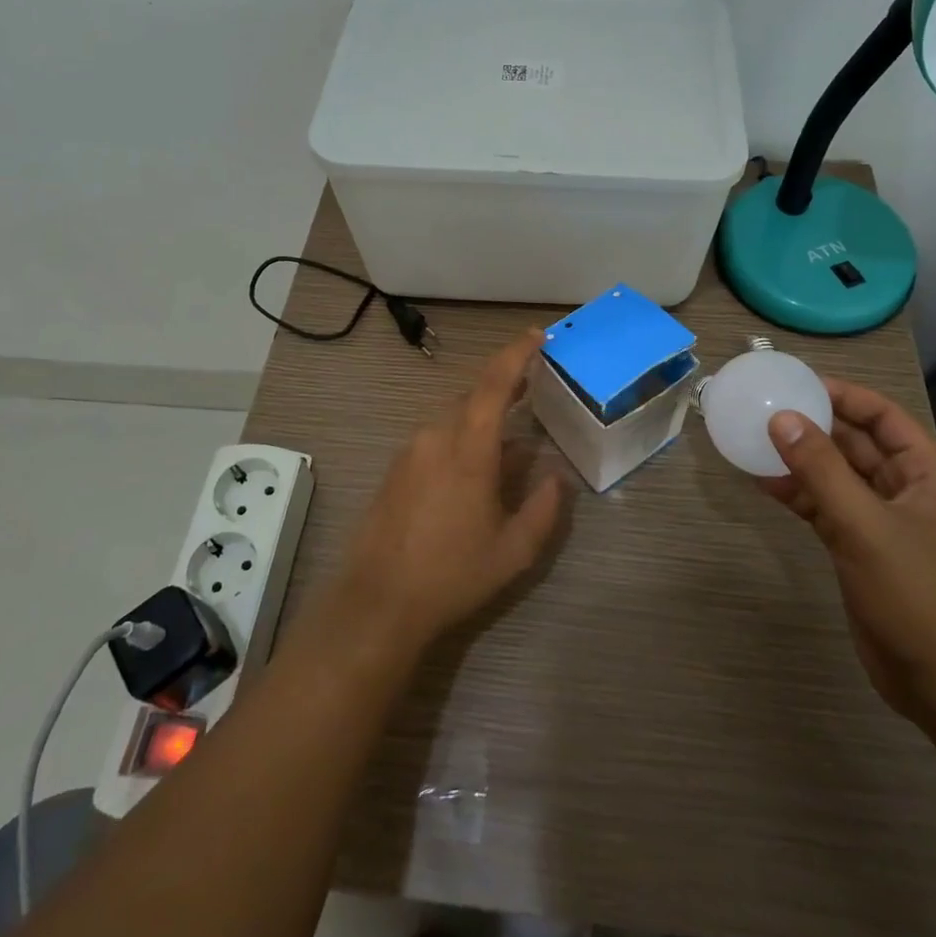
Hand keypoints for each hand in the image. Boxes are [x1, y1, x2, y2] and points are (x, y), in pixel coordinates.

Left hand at [337, 328, 566, 650]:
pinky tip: (472, 472)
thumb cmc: (452, 575)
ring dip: (481, 419)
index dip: (516, 354)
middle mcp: (435, 437)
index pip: (494, 384)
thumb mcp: (514, 551)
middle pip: (473, 397)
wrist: (377, 601)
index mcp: (468, 448)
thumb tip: (557, 476)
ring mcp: (410, 451)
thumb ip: (544, 508)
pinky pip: (435, 437)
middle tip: (531, 388)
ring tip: (507, 443)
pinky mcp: (395, 468)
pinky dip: (460, 438)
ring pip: (453, 418)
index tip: (536, 335)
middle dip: (503, 387)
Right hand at [761, 379, 935, 729]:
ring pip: (836, 473)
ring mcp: (883, 518)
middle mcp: (907, 488)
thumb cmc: (915, 595)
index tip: (795, 383)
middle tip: (765, 408)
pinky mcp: (861, 545)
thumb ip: (820, 469)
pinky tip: (763, 482)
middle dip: (814, 425)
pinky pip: (826, 504)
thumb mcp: (864, 526)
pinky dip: (798, 493)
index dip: (842, 395)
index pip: (882, 415)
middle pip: (856, 441)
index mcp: (928, 473)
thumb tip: (780, 418)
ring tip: (755, 440)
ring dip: (801, 459)